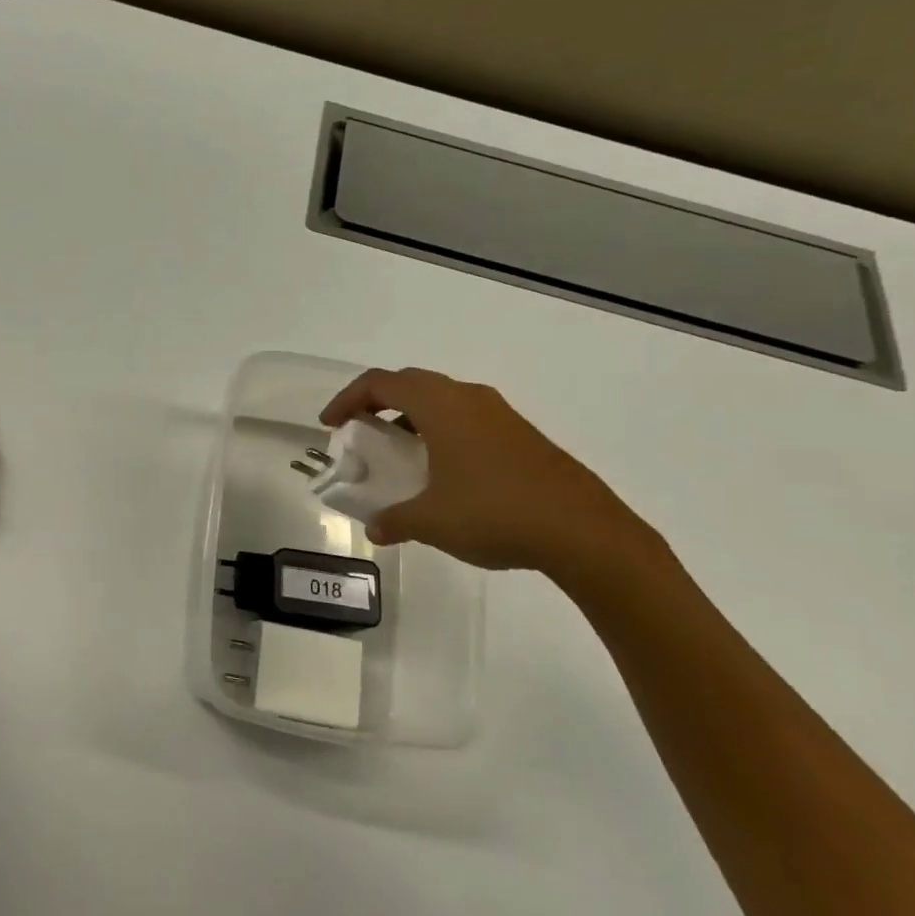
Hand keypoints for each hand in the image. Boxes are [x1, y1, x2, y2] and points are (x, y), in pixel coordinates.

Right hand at [319, 368, 662, 579]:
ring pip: (442, 400)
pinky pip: (466, 419)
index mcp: (440, 405)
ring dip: (412, 418)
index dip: (347, 399)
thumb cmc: (495, 513)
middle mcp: (468, 398)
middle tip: (359, 431)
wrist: (585, 532)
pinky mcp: (521, 435)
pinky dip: (440, 432)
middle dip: (377, 402)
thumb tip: (376, 529)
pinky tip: (442, 472)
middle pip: (410, 384)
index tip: (330, 425)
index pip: (380, 383)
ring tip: (398, 452)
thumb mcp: (431, 521)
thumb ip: (395, 521)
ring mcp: (500, 415)